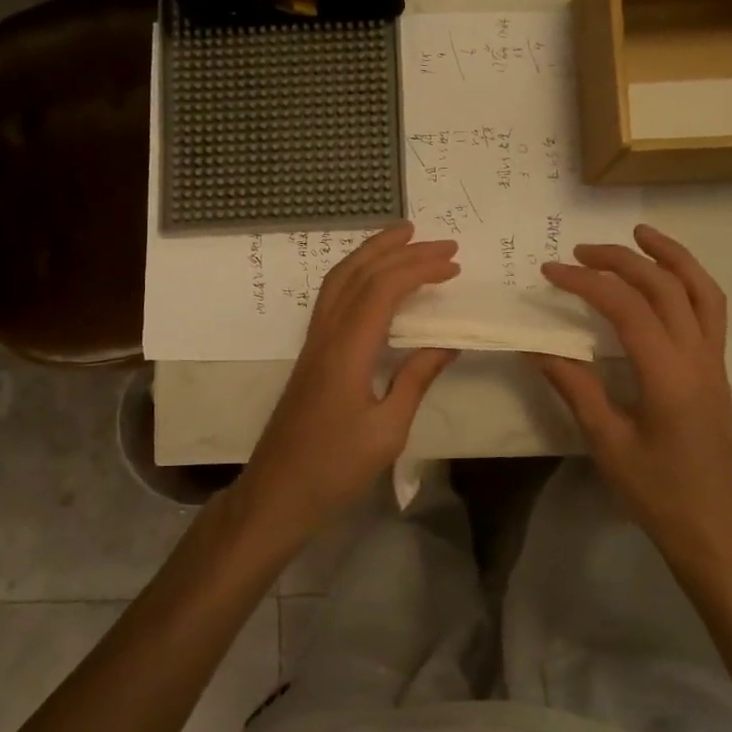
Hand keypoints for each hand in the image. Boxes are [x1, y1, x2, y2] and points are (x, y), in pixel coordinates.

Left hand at [232, 223, 458, 544]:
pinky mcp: (310, 354)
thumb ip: (416, 379)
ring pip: (339, 280)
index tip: (454, 266)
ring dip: (372, 254)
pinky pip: (332, 298)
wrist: (277, 493)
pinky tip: (375, 281)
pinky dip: (357, 276)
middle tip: (438, 241)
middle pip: (358, 273)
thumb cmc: (334, 468)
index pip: (383, 289)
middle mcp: (325, 335)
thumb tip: (447, 342)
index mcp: (346, 350)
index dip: (419, 269)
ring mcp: (313, 342)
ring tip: (404, 239)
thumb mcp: (388, 430)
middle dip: (399, 249)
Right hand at [534, 224, 731, 553]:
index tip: (550, 271)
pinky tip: (665, 277)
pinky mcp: (717, 368)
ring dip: (670, 256)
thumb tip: (535, 346)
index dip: (586, 282)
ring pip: (700, 290)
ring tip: (639, 234)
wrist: (712, 526)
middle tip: (579, 251)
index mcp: (668, 376)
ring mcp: (714, 361)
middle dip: (621, 260)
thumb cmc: (655, 491)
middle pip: (664, 287)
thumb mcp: (606, 441)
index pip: (627, 309)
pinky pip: (710, 310)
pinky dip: (688, 280)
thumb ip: (574, 387)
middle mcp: (698, 358)